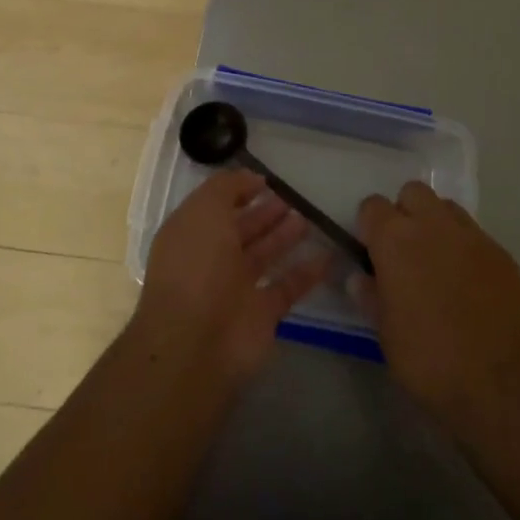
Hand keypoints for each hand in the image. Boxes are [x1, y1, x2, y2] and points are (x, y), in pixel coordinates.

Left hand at [132, 169, 332, 383]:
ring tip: (308, 218)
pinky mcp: (261, 314)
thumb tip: (252, 178)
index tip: (267, 181)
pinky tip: (327, 255)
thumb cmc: (197, 265)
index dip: (239, 191)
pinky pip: (287, 287)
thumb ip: (227, 187)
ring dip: (284, 237)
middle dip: (265, 214)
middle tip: (293, 198)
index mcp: (192, 234)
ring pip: (264, 256)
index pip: (216, 207)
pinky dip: (306, 272)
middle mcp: (211, 260)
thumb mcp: (204, 210)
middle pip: (242, 231)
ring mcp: (236, 289)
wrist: (197, 341)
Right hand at [354, 182, 519, 433]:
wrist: (496, 383)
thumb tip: (360, 277)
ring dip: (437, 225)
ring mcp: (472, 236)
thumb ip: (369, 294)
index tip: (372, 251)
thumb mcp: (383, 330)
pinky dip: (466, 250)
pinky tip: (469, 285)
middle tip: (405, 250)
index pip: (372, 205)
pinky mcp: (502, 254)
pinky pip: (476, 237)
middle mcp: (433, 225)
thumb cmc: (426, 357)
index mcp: (395, 239)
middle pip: (413, 193)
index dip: (369, 226)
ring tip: (438, 262)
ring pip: (447, 208)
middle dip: (405, 212)